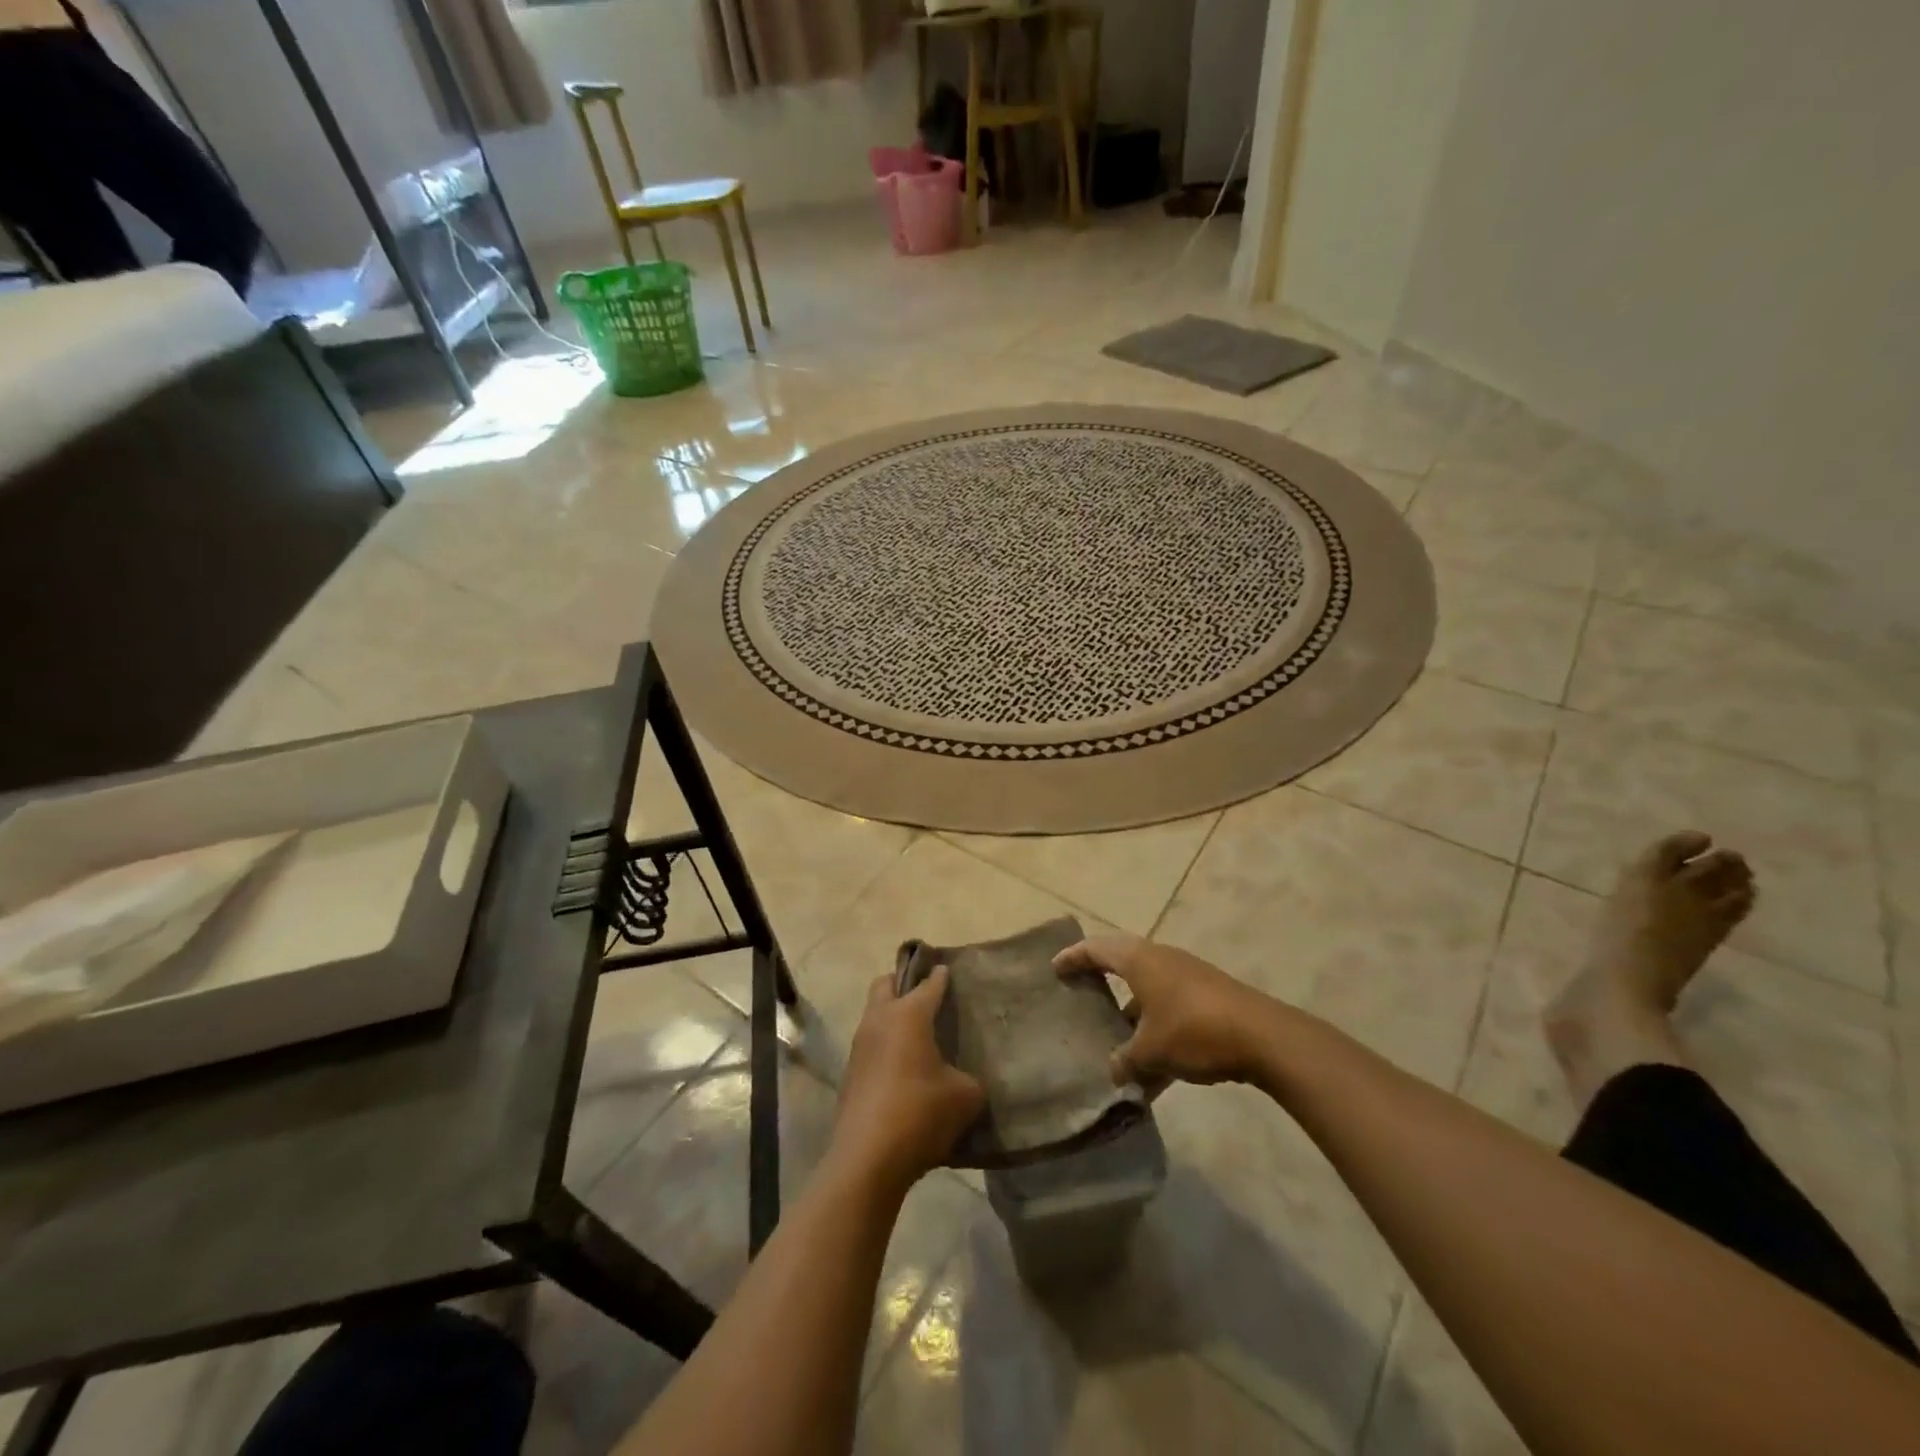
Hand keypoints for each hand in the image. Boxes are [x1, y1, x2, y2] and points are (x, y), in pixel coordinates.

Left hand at [830, 967, 984, 1191]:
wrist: (867, 1159)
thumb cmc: (920, 1113)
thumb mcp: (964, 1096)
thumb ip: (970, 1079)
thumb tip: (966, 1080)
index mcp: (909, 1015)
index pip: (928, 984)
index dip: (940, 976)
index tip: (947, 968)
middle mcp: (879, 1021)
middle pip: (886, 984)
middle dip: (904, 982)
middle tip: (925, 994)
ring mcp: (860, 1047)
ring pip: (874, 1015)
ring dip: (892, 1015)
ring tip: (917, 1033)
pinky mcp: (850, 1074)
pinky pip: (870, 1045)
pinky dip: (885, 1045)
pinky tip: (903, 1067)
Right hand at [1054, 935, 1273, 1087]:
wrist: (1263, 1037)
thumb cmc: (1194, 1030)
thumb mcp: (1151, 1051)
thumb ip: (1125, 1060)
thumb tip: (1114, 1071)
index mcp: (1139, 960)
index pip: (1097, 949)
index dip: (1074, 957)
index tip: (1055, 967)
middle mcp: (1161, 961)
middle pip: (1122, 963)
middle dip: (1101, 979)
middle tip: (1080, 992)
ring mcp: (1187, 978)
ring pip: (1147, 992)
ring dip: (1131, 1015)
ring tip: (1114, 1044)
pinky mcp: (1207, 999)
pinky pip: (1170, 1013)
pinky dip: (1156, 1034)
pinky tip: (1153, 1078)